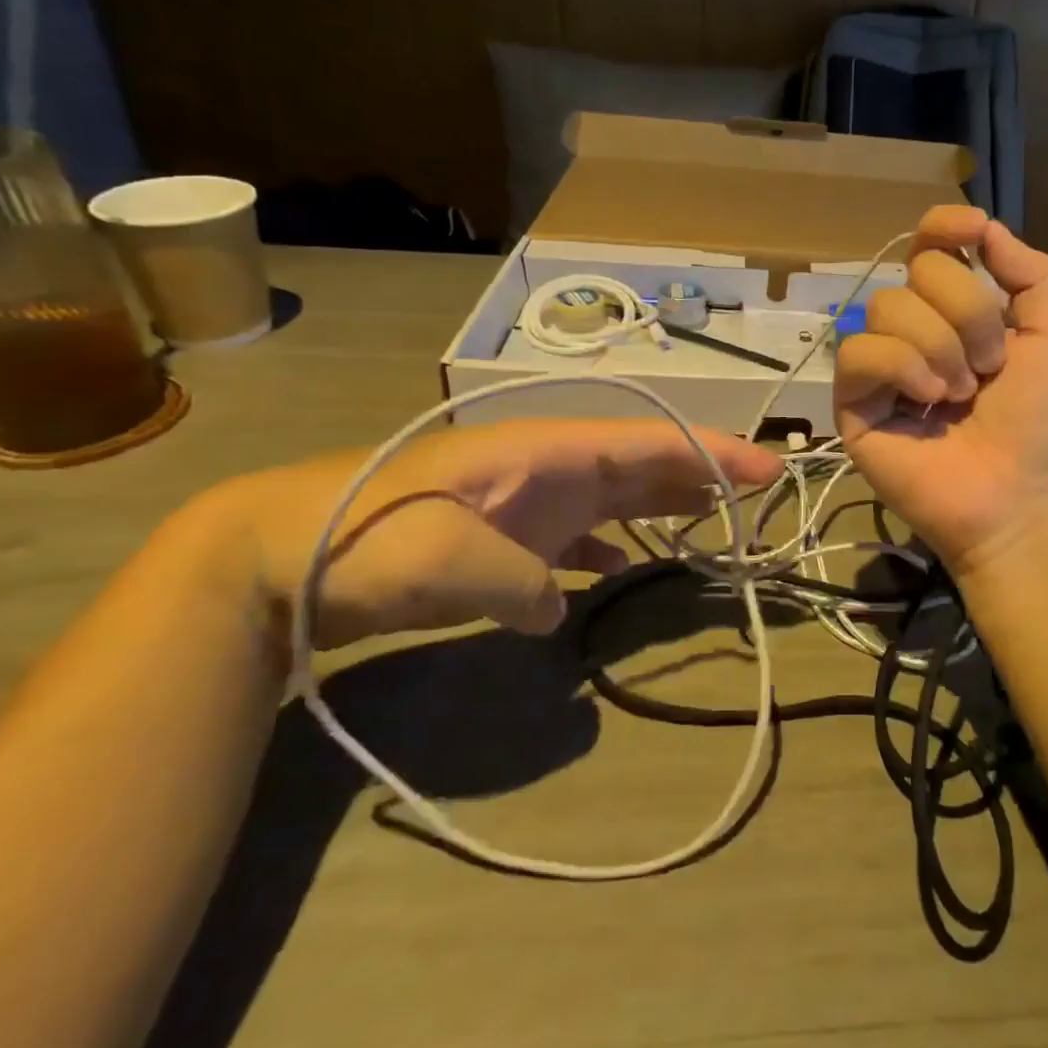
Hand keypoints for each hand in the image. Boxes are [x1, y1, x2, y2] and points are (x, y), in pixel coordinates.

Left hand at [214, 419, 782, 649]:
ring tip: (714, 520)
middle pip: (643, 462)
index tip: (768, 469)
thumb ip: (521, 581)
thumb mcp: (442, 562)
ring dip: (665, 503)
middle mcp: (547, 467)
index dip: (713, 452)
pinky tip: (622, 565)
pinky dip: (611, 544)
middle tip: (760, 494)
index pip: (648, 442)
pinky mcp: (506, 535)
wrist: (278, 550)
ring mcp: (527, 500)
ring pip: (616, 495)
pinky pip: (579, 534)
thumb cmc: (362, 538)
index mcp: (545, 452)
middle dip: (703, 473)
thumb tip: (559, 605)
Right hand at [836, 206, 1047, 576]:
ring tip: (961, 395)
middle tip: (989, 368)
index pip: (931, 248)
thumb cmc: (1046, 424)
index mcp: (960, 313)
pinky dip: (901, 367)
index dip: (943, 226)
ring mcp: (883, 367)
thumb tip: (984, 227)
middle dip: (967, 313)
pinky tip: (928, 402)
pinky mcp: (854, 402)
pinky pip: (859, 351)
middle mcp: (917, 330)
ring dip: (939, 347)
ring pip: (886, 307)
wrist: (1023, 499)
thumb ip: (1032, 274)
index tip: (971, 231)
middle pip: (917, 272)